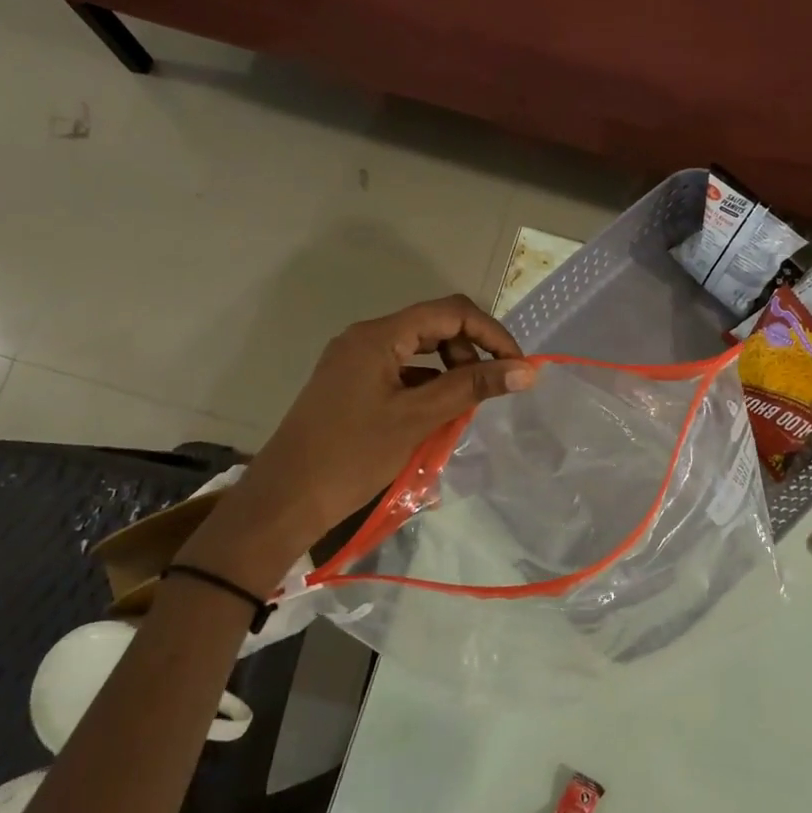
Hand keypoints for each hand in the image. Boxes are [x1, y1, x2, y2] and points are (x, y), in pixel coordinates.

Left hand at [185, 296, 536, 585]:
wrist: (285, 500)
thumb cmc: (351, 456)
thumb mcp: (417, 419)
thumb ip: (472, 388)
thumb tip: (526, 369)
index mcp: (378, 335)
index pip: (450, 312)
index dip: (491, 333)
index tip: (517, 367)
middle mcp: (366, 338)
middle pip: (434, 326)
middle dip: (470, 352)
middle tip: (488, 391)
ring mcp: (355, 361)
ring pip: (418, 351)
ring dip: (450, 372)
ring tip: (464, 408)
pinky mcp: (351, 384)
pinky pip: (401, 372)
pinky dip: (427, 387)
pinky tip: (436, 417)